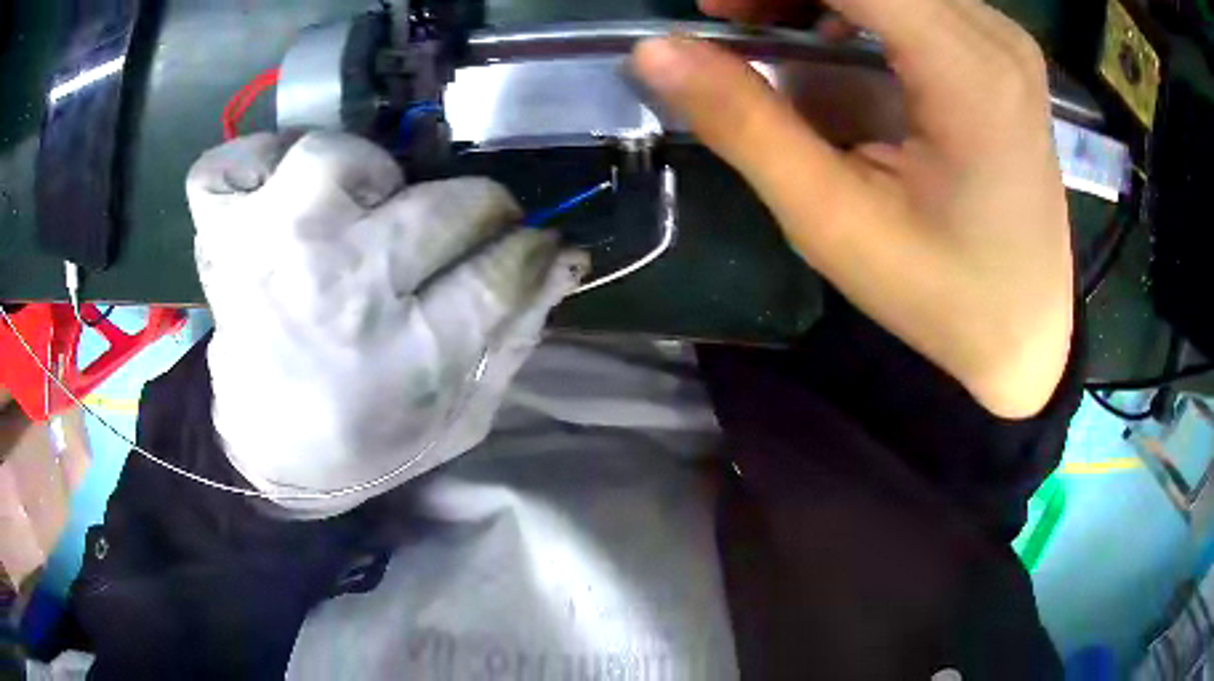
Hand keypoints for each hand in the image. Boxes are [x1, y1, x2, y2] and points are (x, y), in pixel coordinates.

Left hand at [186, 132, 586, 515]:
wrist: (273, 454)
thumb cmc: (373, 440)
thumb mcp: (463, 416)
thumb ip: (516, 336)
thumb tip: (564, 258)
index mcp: (405, 358)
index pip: (502, 267)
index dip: (529, 247)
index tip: (531, 244)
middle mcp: (335, 289)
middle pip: (442, 204)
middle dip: (476, 211)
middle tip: (456, 233)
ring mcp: (267, 250)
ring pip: (333, 155)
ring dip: (364, 174)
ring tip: (361, 212)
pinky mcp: (220, 237)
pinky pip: (228, 163)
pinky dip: (253, 164)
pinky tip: (275, 196)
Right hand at [634, 0, 1072, 417]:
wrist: (1026, 331)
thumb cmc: (943, 295)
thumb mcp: (834, 221)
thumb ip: (744, 123)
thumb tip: (655, 51)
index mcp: (970, 72)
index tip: (713, 10)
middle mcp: (995, 35)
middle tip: (726, 19)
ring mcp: (1004, 39)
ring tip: (763, 27)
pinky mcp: (1000, 52)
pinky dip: (853, 2)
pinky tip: (829, 38)